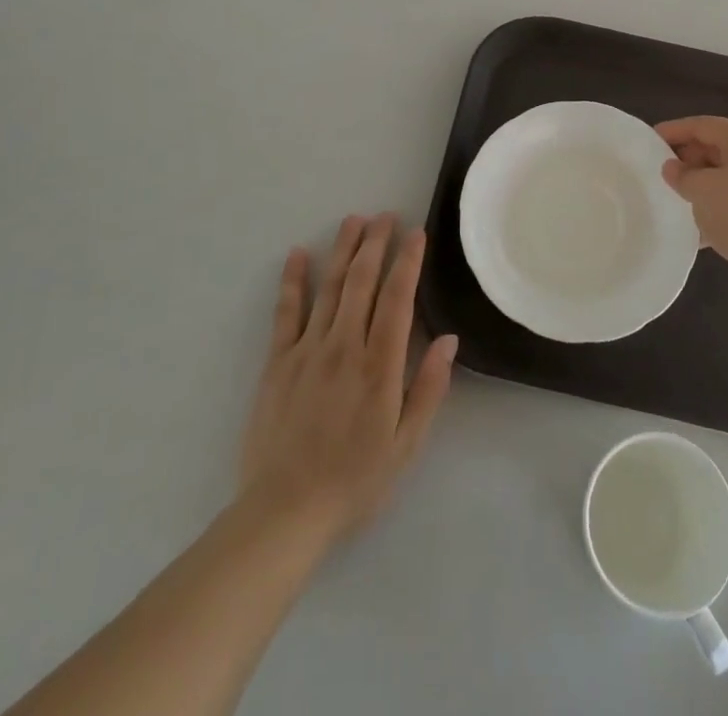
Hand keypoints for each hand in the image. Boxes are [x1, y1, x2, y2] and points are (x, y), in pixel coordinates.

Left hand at [237, 214, 456, 547]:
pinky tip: (298, 254)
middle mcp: (344, 346)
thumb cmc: (355, 480)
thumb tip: (449, 339)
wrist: (285, 511)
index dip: (408, 262)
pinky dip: (292, 281)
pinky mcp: (277, 362)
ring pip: (328, 288)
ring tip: (353, 220)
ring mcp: (307, 350)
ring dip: (342, 250)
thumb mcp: (406, 445)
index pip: (397, 299)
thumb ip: (428, 388)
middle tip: (385, 216)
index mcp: (380, 365)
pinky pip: (285, 313)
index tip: (416, 233)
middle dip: (375, 244)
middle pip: (361, 282)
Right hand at [656, 117, 727, 313]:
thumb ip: (681, 174)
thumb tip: (672, 168)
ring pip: (726, 178)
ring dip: (701, 187)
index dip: (675, 130)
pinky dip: (716, 209)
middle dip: (689, 159)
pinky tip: (697, 230)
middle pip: (718, 149)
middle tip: (663, 173)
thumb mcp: (700, 188)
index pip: (705, 125)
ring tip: (676, 200)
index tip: (650, 139)